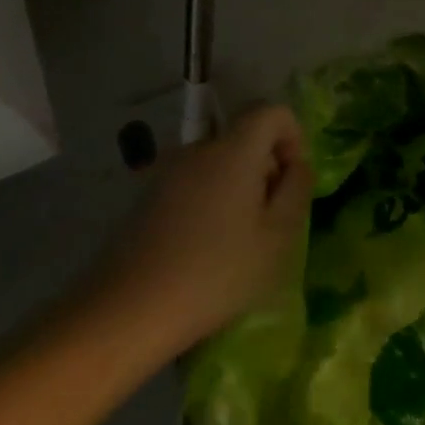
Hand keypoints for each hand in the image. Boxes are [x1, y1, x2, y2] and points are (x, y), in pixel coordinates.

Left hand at [80, 105, 312, 366]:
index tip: (292, 180)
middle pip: (244, 137)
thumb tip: (296, 165)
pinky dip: (211, 201)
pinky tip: (205, 248)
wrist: (126, 313)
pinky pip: (194, 183)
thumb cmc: (217, 272)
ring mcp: (166, 172)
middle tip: (271, 218)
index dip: (293, 137)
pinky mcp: (146, 198)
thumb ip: (297, 188)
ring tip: (239, 238)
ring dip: (239, 187)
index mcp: (233, 150)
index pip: (272, 112)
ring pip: (219, 162)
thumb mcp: (278, 235)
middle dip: (266, 167)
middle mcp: (198, 149)